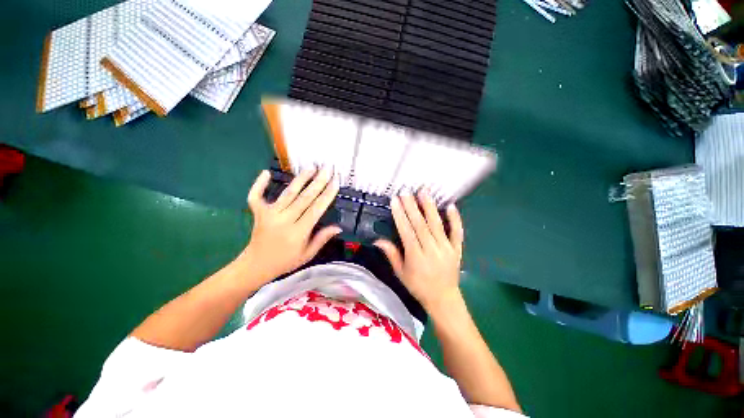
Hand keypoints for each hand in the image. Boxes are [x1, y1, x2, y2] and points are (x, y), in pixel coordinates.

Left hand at [239, 168, 340, 282]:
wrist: (256, 265)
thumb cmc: (286, 261)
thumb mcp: (308, 254)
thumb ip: (322, 238)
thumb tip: (338, 227)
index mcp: (298, 232)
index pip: (316, 209)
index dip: (327, 194)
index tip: (336, 181)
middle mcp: (284, 220)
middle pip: (304, 197)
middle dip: (318, 181)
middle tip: (328, 168)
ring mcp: (269, 214)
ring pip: (288, 193)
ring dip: (300, 179)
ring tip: (311, 167)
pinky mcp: (258, 212)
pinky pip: (256, 196)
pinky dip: (259, 184)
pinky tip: (266, 172)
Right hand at [374, 190, 464, 314]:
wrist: (443, 298)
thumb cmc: (418, 286)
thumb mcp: (401, 273)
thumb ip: (392, 255)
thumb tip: (378, 240)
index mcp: (416, 257)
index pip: (407, 232)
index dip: (400, 215)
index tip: (395, 201)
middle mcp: (431, 250)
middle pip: (420, 225)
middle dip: (412, 207)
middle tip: (406, 192)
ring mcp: (446, 249)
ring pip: (437, 225)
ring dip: (430, 207)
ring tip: (424, 192)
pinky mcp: (457, 249)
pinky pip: (457, 232)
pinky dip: (455, 219)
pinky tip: (450, 206)